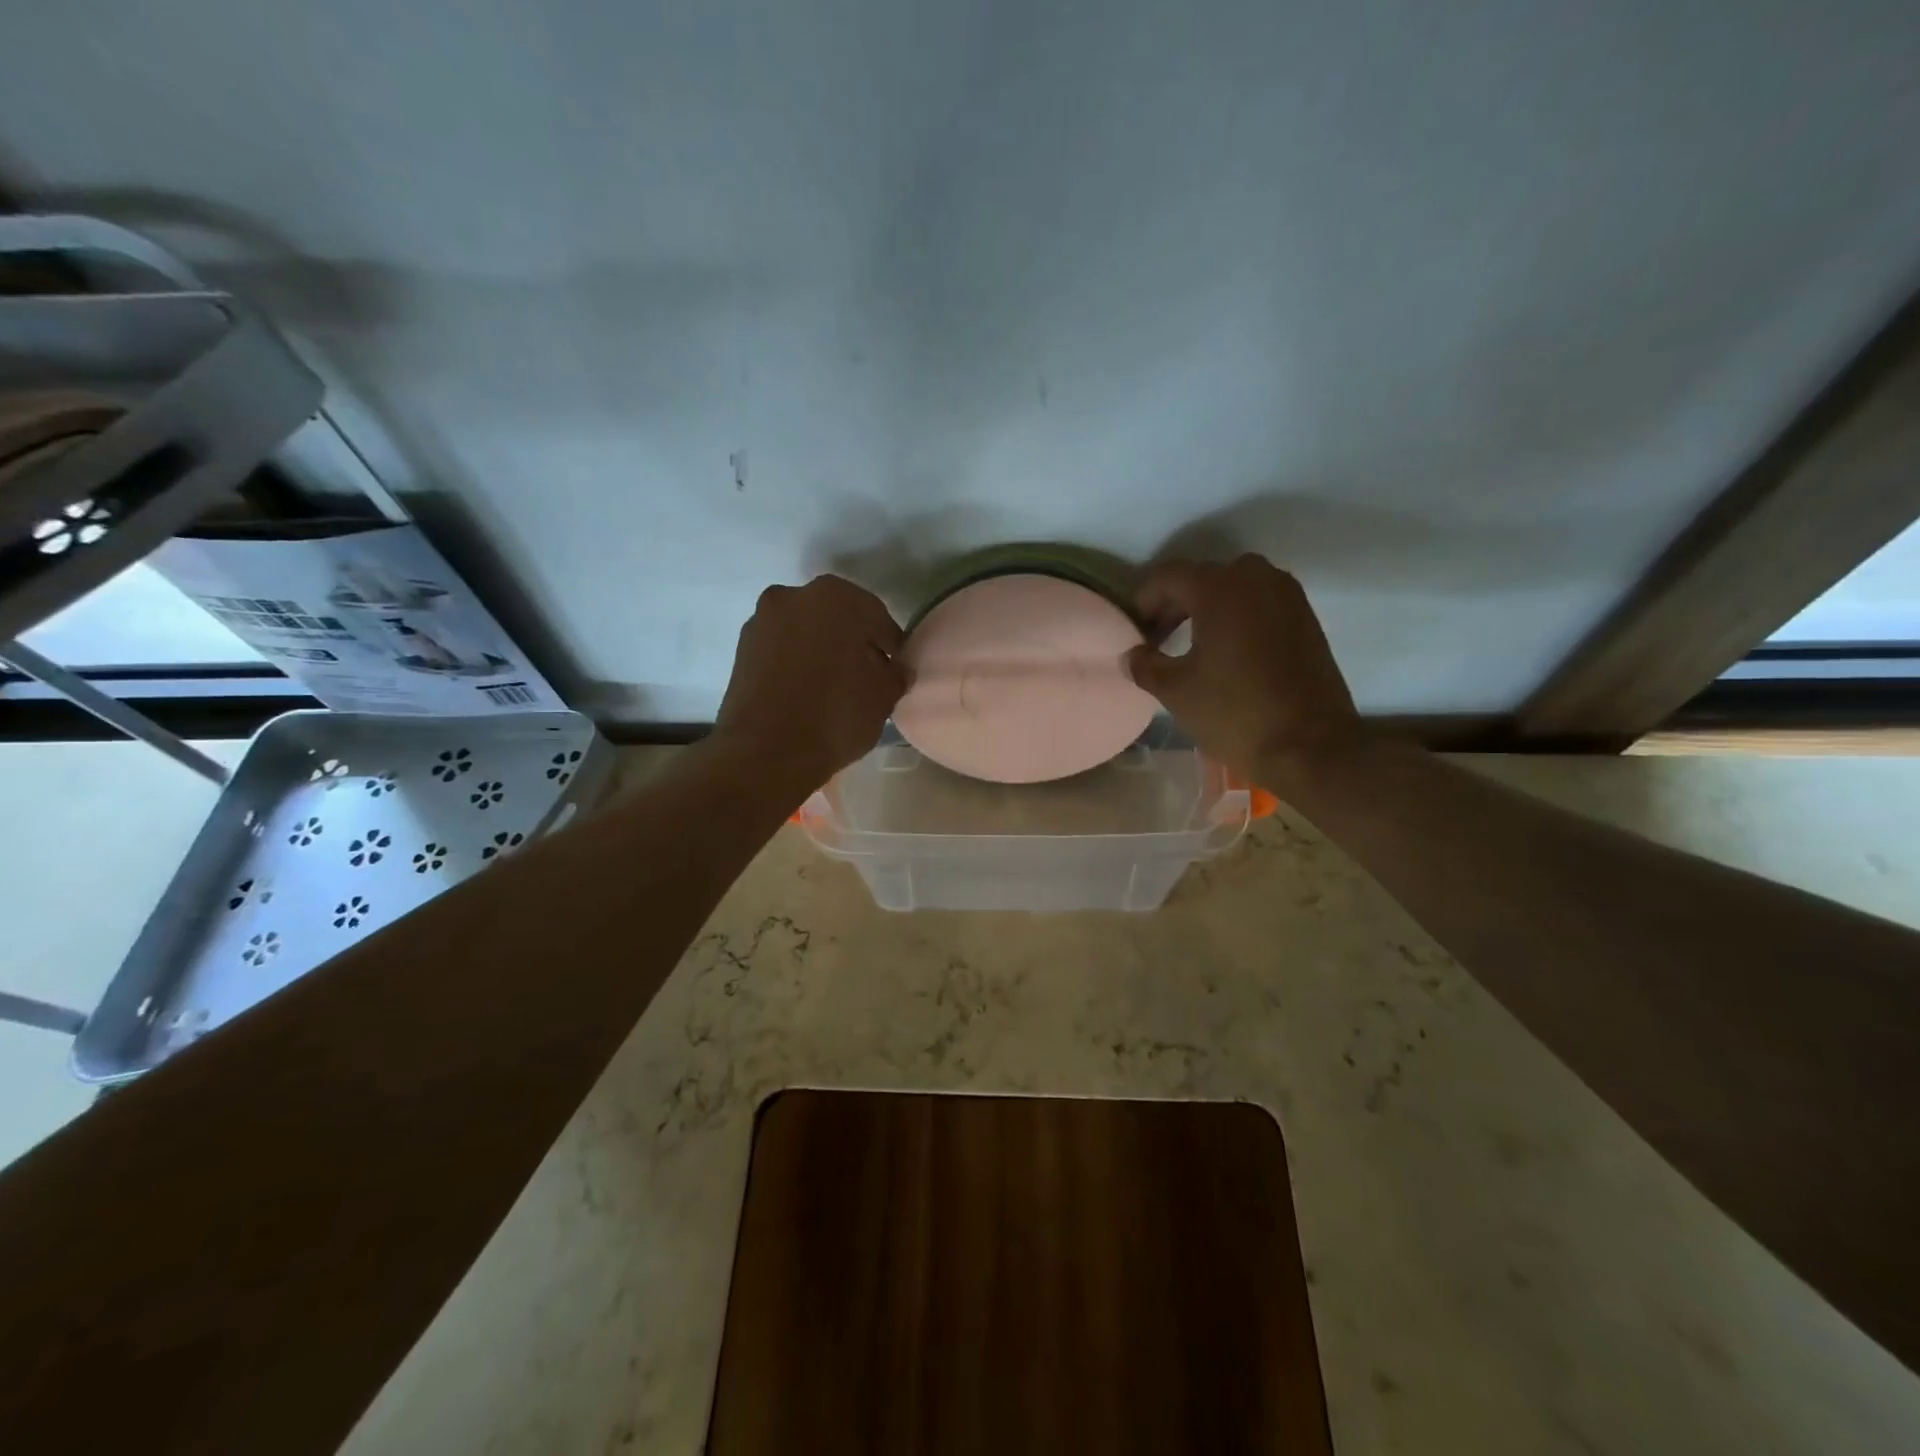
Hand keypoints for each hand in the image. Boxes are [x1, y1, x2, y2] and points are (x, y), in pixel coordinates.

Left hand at [716, 575, 906, 789]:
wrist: (766, 752)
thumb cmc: (836, 714)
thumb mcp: (884, 696)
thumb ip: (896, 673)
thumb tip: (895, 669)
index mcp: (834, 596)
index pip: (875, 616)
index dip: (889, 644)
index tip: (895, 669)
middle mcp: (792, 596)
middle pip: (836, 618)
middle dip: (853, 642)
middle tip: (867, 675)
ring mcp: (761, 622)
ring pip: (805, 632)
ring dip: (822, 651)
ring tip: (835, 687)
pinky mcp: (741, 650)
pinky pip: (782, 650)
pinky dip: (797, 663)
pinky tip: (808, 692)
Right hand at [1125, 555, 1361, 778]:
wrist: (1311, 747)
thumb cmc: (1235, 714)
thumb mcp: (1176, 691)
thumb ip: (1145, 665)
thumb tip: (1133, 655)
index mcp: (1220, 589)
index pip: (1168, 576)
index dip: (1143, 601)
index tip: (1134, 632)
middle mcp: (1257, 578)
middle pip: (1202, 577)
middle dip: (1174, 603)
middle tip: (1157, 638)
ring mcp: (1288, 596)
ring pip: (1235, 587)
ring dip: (1207, 608)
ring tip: (1191, 644)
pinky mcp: (1306, 618)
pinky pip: (1261, 603)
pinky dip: (1237, 616)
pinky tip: (1226, 652)